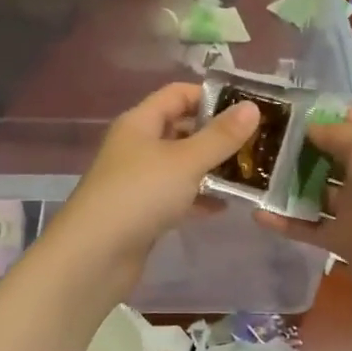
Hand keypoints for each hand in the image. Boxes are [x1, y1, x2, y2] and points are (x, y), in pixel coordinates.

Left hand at [44, 82, 260, 294]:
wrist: (95, 256)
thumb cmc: (140, 195)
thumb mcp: (186, 161)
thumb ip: (220, 136)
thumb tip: (252, 107)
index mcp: (140, 122)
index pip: (178, 94)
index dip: (210, 96)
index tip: (247, 108)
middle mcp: (137, 145)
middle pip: (182, 129)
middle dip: (217, 135)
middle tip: (256, 142)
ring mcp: (139, 180)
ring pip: (182, 165)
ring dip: (212, 168)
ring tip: (250, 173)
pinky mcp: (143, 210)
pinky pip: (177, 195)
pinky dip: (199, 197)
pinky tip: (226, 206)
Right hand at [255, 108, 351, 321]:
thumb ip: (337, 133)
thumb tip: (310, 126)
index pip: (351, 119)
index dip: (320, 112)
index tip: (280, 109)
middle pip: (329, 153)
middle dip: (297, 146)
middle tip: (255, 140)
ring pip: (316, 190)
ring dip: (287, 183)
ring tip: (248, 174)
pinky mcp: (344, 239)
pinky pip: (309, 227)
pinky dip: (285, 222)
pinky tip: (256, 214)